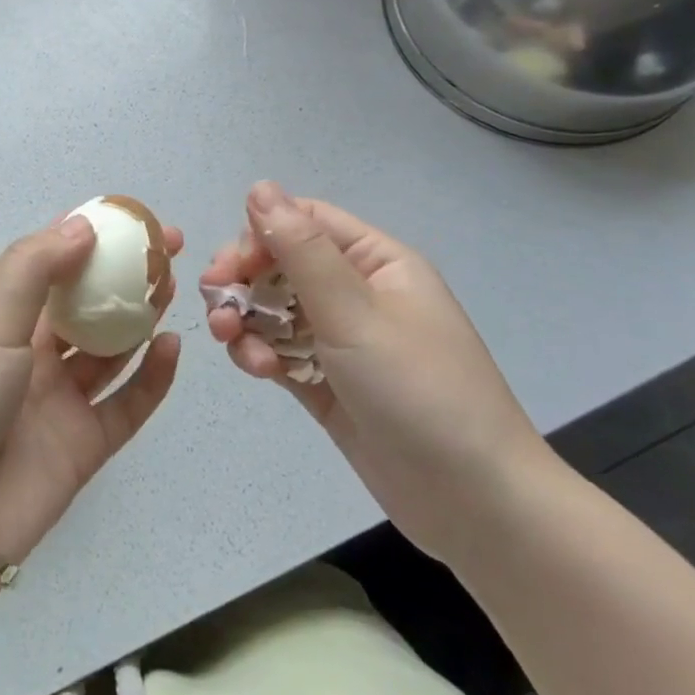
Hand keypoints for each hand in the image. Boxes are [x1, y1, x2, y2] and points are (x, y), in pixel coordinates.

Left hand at [0, 214, 182, 609]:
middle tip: (169, 248)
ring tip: (173, 287)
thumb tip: (83, 224)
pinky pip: (125, 405)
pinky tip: (172, 349)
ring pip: (108, 348)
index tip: (129, 215)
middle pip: (83, 301)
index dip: (85, 234)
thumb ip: (34, 269)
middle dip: (121, 273)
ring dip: (139, 317)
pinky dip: (151, 378)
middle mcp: (25, 350)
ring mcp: (55, 398)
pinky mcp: (81, 445)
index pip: (45, 260)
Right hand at [203, 181, 556, 563]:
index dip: (260, 235)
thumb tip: (260, 187)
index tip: (229, 267)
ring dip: (246, 320)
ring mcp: (340, 339)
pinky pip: (279, 349)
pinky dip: (260, 353)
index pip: (304, 222)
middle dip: (243, 281)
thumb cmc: (419, 392)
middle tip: (218, 307)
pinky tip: (259, 371)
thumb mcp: (355, 312)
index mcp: (375, 262)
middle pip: (280, 265)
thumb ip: (301, 250)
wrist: (476, 508)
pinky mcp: (325, 381)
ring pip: (272, 308)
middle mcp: (356, 292)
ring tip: (234, 344)